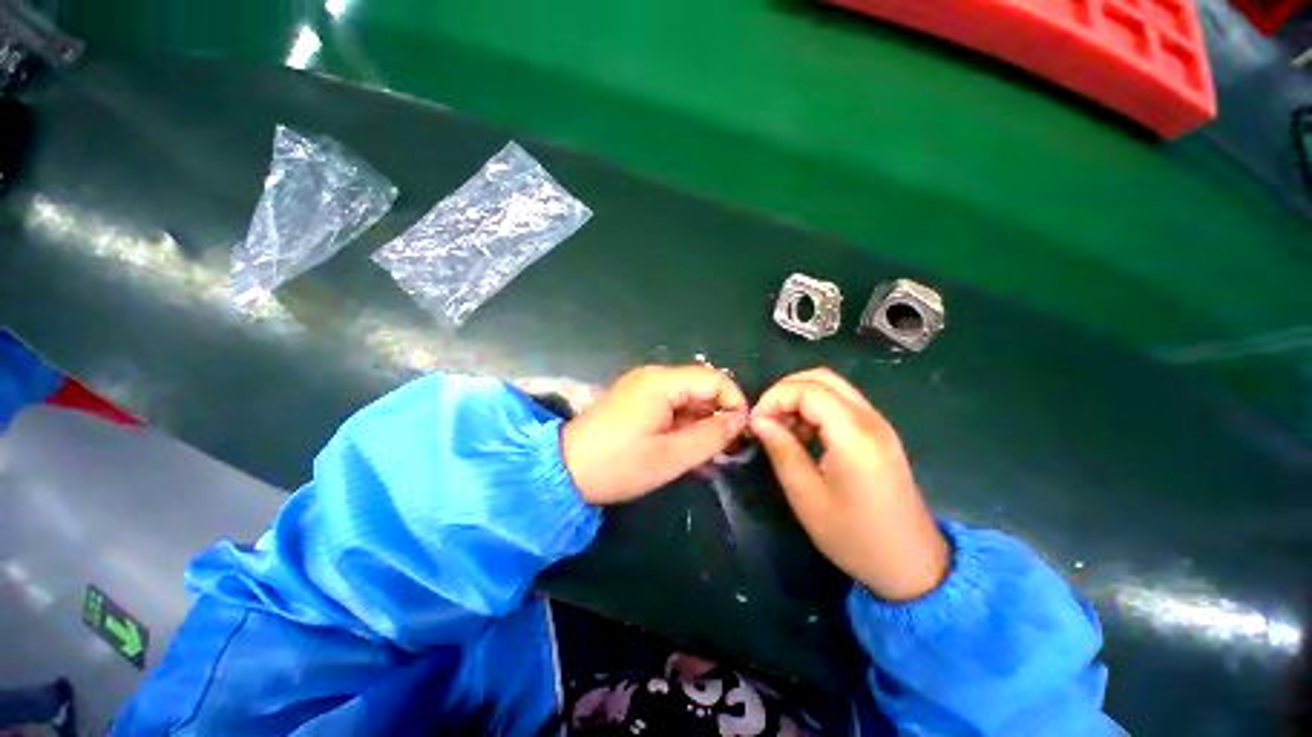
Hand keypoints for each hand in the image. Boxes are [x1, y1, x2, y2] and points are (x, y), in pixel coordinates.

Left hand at [562, 365, 748, 504]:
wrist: (564, 471)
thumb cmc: (618, 465)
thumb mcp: (671, 456)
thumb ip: (711, 436)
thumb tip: (739, 420)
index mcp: (662, 382)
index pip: (714, 379)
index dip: (734, 402)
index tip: (743, 433)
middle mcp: (653, 376)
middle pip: (700, 386)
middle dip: (718, 414)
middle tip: (728, 448)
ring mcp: (642, 386)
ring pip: (686, 397)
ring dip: (701, 422)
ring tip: (709, 454)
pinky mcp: (635, 399)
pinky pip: (670, 405)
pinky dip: (683, 423)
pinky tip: (687, 448)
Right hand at [750, 369, 949, 600]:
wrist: (911, 564)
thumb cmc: (854, 535)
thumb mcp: (806, 495)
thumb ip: (781, 449)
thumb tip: (758, 419)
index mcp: (853, 434)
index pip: (807, 389)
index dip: (775, 398)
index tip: (755, 422)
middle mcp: (869, 418)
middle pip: (821, 377)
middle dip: (786, 390)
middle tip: (766, 417)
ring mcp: (878, 424)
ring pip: (832, 387)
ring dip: (800, 398)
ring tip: (782, 429)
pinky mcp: (879, 433)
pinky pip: (842, 403)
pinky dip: (816, 408)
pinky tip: (805, 436)